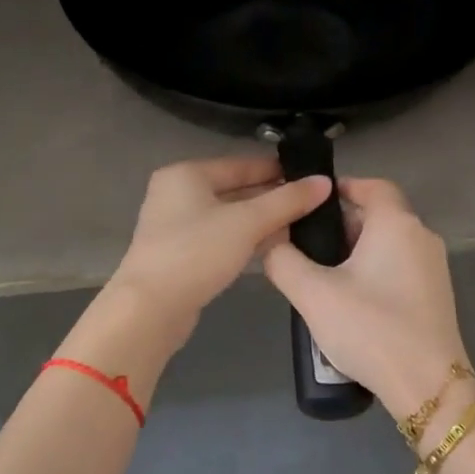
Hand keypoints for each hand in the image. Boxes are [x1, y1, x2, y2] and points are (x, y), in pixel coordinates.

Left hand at [109, 155, 331, 336]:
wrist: (150, 309)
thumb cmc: (197, 252)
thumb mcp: (247, 222)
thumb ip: (287, 201)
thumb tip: (324, 182)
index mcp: (187, 174)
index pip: (242, 165)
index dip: (278, 170)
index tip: (312, 177)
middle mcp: (177, 194)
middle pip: (235, 190)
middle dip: (273, 198)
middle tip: (313, 204)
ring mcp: (177, 226)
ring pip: (230, 217)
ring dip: (262, 221)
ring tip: (303, 225)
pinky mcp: (182, 255)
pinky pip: (222, 238)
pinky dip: (246, 240)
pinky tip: (275, 247)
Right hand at [263, 178, 469, 421]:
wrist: (427, 385)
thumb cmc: (371, 328)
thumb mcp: (313, 294)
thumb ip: (283, 261)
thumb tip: (270, 241)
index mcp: (396, 224)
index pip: (372, 185)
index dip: (342, 187)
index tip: (311, 203)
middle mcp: (421, 236)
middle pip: (378, 215)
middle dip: (341, 225)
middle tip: (306, 245)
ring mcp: (434, 267)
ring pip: (388, 243)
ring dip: (356, 251)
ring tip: (320, 275)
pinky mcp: (436, 295)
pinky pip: (400, 267)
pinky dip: (374, 270)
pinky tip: (350, 300)